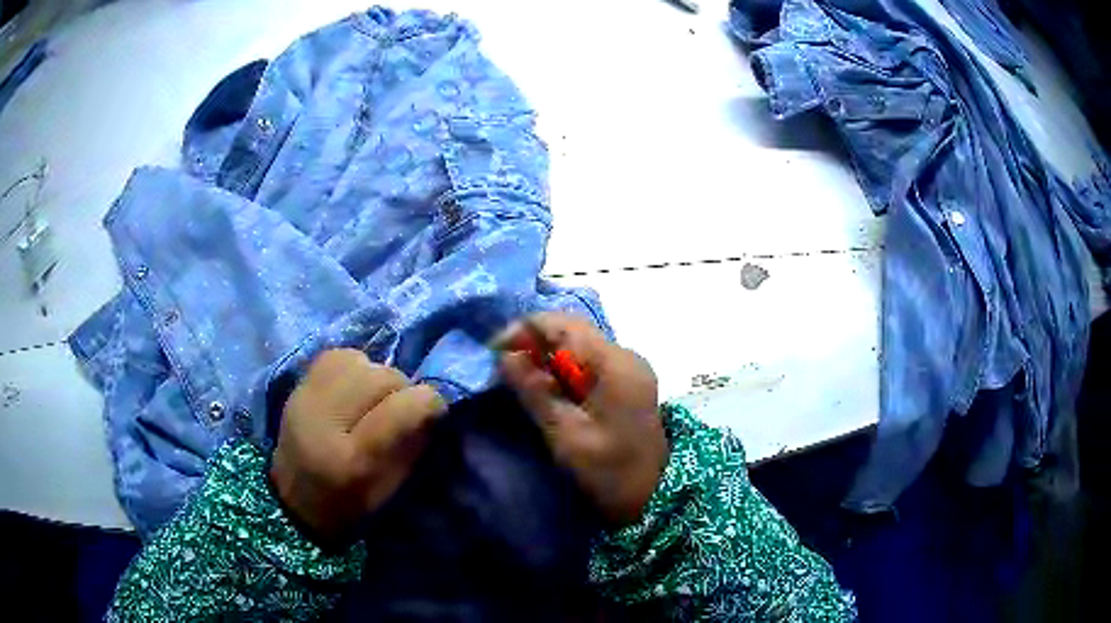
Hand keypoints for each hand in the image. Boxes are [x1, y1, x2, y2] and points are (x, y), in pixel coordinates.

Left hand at [270, 349, 445, 542]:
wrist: (294, 502)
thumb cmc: (350, 507)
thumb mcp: (391, 491)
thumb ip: (414, 446)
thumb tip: (435, 406)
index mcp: (353, 460)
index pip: (404, 409)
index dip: (429, 405)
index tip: (434, 413)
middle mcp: (324, 421)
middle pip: (383, 376)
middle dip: (401, 390)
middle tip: (398, 412)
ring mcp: (305, 398)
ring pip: (360, 360)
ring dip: (376, 377)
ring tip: (372, 400)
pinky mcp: (296, 385)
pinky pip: (338, 356)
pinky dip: (354, 368)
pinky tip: (353, 389)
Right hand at [499, 313, 667, 525]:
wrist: (654, 496)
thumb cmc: (610, 470)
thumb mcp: (566, 434)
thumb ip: (535, 392)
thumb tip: (505, 356)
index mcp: (615, 364)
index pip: (564, 325)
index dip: (525, 329)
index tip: (494, 350)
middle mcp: (625, 355)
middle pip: (572, 331)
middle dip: (534, 342)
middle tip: (502, 366)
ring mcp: (628, 368)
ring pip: (579, 345)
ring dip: (547, 356)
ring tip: (517, 377)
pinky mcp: (626, 382)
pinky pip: (589, 362)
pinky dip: (563, 370)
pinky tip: (545, 388)